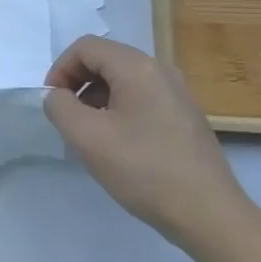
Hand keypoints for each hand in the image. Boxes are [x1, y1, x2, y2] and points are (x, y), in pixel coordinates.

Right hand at [43, 36, 253, 251]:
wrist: (208, 214)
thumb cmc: (143, 169)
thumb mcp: (87, 137)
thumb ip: (60, 106)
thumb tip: (58, 96)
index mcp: (137, 67)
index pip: (85, 47)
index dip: (60, 69)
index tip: (52, 103)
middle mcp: (160, 70)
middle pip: (105, 60)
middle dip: (77, 84)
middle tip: (67, 119)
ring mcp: (176, 93)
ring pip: (122, 80)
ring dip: (96, 98)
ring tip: (90, 135)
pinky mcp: (184, 116)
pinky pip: (140, 98)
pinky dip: (118, 110)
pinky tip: (117, 145)